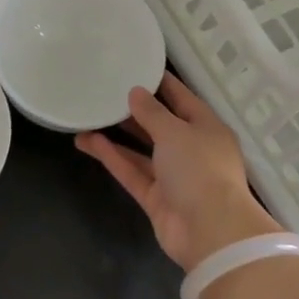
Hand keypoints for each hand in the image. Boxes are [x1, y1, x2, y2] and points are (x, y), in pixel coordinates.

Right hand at [75, 73, 280, 269]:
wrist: (210, 232)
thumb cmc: (200, 169)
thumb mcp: (176, 132)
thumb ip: (153, 112)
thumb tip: (135, 92)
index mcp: (206, 128)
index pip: (181, 98)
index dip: (160, 83)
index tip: (135, 67)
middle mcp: (191, 150)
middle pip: (160, 125)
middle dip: (134, 111)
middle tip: (104, 93)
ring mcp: (174, 176)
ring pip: (142, 151)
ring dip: (117, 136)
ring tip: (88, 118)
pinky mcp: (156, 199)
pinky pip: (133, 172)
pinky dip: (114, 158)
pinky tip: (89, 142)